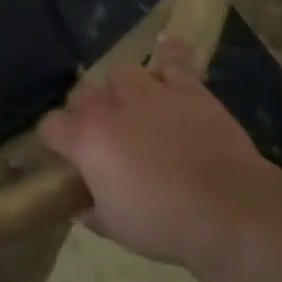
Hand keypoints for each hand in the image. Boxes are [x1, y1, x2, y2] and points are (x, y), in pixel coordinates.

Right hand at [39, 36, 281, 268]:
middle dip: (87, 114)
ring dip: (122, 89)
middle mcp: (110, 106)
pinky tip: (167, 53)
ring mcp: (150, 92)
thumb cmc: (164, 224)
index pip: (51, 126)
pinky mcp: (188, 88)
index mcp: (86, 139)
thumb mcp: (114, 227)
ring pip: (122, 74)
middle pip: (83, 96)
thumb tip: (80, 204)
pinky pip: (173, 59)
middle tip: (104, 139)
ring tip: (134, 107)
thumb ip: (91, 209)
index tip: (66, 156)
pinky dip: (169, 56)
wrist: (230, 210)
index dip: (56, 141)